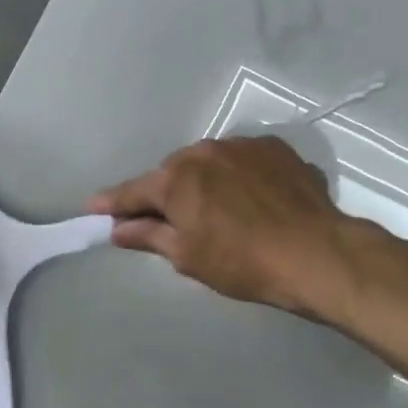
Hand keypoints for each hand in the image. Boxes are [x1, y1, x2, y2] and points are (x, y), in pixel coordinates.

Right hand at [88, 136, 357, 316]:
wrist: (314, 252)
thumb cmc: (242, 262)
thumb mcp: (188, 256)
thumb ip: (150, 236)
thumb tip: (118, 228)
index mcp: (177, 179)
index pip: (134, 191)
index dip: (113, 202)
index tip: (93, 207)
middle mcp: (205, 152)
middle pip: (174, 172)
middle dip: (168, 193)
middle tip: (174, 220)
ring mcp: (243, 145)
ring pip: (211, 162)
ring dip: (207, 181)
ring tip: (223, 210)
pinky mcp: (276, 148)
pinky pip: (244, 161)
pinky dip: (240, 176)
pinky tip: (254, 199)